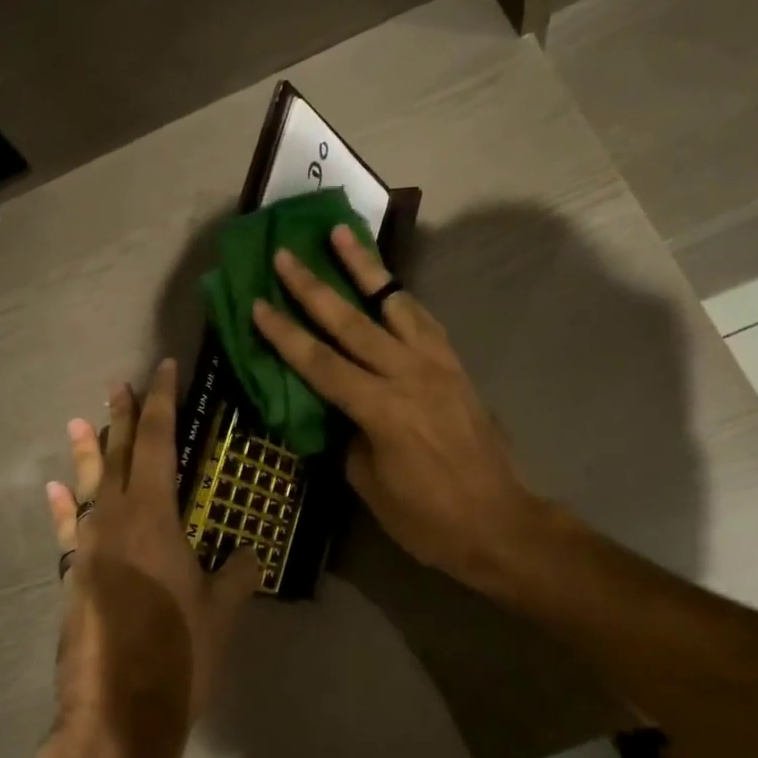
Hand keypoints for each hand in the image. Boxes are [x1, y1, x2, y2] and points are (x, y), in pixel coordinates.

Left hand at [42, 359, 260, 757]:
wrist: (116, 712)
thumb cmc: (178, 652)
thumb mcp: (221, 610)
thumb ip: (237, 573)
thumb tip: (250, 554)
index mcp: (154, 515)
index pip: (158, 441)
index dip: (161, 401)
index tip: (163, 368)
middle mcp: (115, 518)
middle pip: (118, 453)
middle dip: (122, 416)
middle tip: (120, 382)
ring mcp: (88, 546)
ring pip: (88, 484)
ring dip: (87, 450)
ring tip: (81, 420)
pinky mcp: (73, 575)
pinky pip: (68, 527)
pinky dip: (64, 504)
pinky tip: (56, 489)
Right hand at [251, 226, 544, 595]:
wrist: (500, 523)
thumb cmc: (428, 520)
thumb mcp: (371, 487)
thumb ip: (349, 439)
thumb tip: (337, 412)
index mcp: (382, 411)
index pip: (321, 364)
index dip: (285, 335)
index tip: (258, 303)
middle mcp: (409, 376)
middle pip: (352, 322)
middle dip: (314, 287)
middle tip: (287, 254)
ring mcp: (437, 366)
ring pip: (395, 304)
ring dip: (366, 268)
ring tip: (343, 234)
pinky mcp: (456, 367)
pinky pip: (424, 321)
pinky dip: (401, 297)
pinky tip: (388, 284)